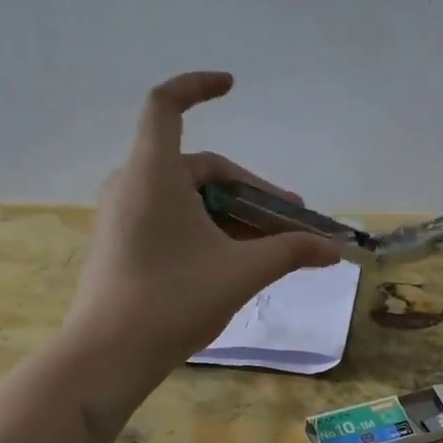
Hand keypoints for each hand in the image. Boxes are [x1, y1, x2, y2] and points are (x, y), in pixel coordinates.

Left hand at [65, 71, 341, 377]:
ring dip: (232, 214)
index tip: (232, 86)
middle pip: (200, 168)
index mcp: (153, 173)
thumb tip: (334, 249)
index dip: (198, 86)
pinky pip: (170, 219)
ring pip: (188, 198)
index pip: (166, 104)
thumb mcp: (241, 271)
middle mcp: (132, 184)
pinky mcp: (121, 243)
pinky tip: (235, 260)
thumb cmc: (174, 300)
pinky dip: (206, 228)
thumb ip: (290, 251)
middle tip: (290, 220)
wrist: (107, 356)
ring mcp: (122, 215)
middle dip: (250, 191)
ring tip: (271, 246)